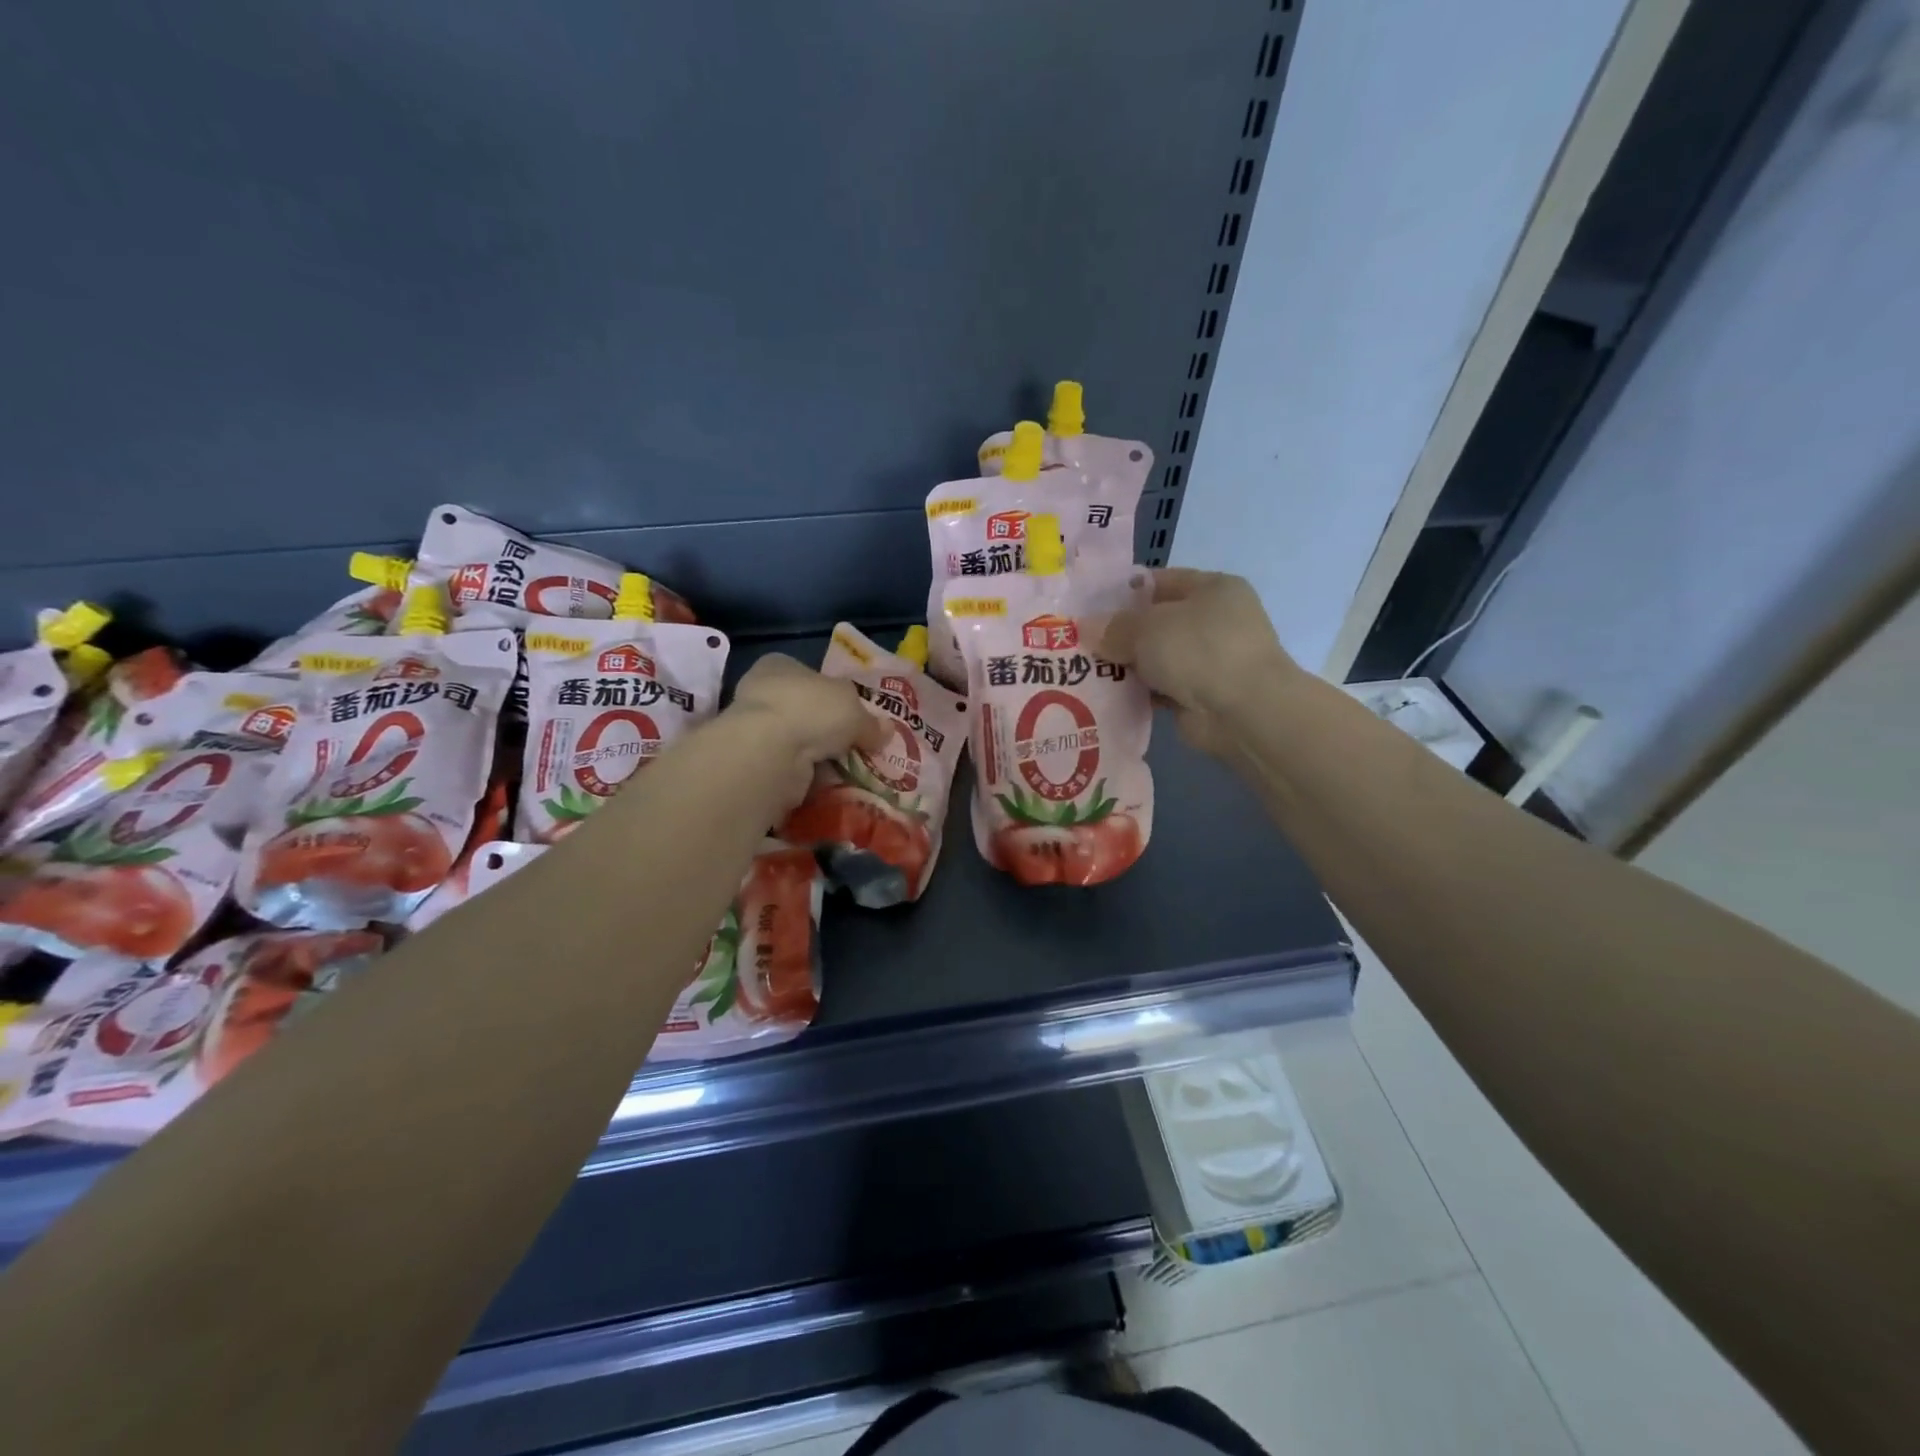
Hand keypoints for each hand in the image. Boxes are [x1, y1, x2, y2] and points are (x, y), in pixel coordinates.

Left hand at [727, 653, 891, 806]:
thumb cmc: (812, 709)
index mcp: (780, 666)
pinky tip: (832, 784)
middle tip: (857, 746)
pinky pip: (791, 768)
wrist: (769, 751)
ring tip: (850, 769)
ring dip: (820, 757)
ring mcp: (755, 730)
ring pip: (799, 743)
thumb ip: (871, 722)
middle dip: (830, 731)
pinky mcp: (756, 763)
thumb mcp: (854, 709)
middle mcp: (762, 693)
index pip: (810, 676)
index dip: (834, 693)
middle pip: (806, 712)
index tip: (854, 714)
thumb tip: (887, 731)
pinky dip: (810, 776)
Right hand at [1099, 569, 1299, 755]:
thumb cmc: (1199, 650)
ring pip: (1157, 658)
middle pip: (1156, 622)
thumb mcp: (1147, 627)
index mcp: (1213, 588)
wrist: (1243, 711)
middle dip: (1121, 633)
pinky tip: (1107, 696)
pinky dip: (1139, 693)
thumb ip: (1113, 627)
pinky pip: (1160, 688)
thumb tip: (1086, 629)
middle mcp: (1215, 621)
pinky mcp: (1201, 696)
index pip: (1160, 581)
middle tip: (1079, 641)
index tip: (1088, 606)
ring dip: (1127, 666)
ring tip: (1083, 670)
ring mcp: (1211, 660)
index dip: (1123, 592)